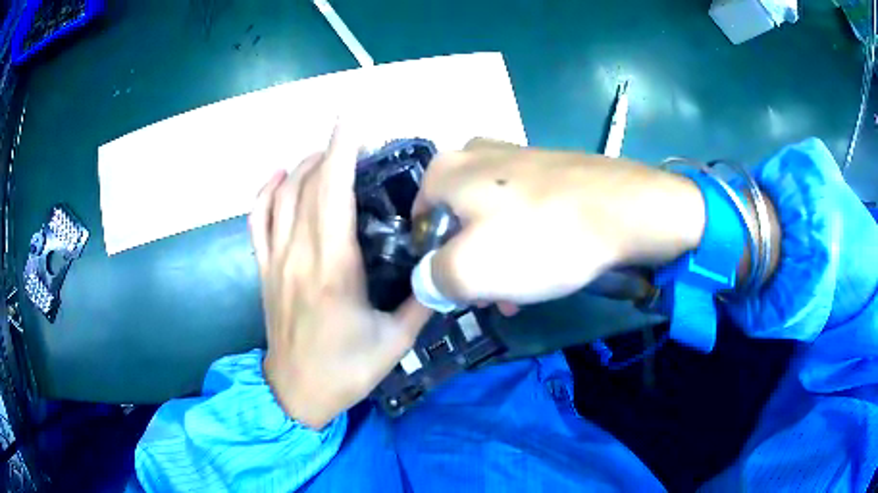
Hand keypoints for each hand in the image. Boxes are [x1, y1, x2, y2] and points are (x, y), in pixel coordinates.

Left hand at [249, 125, 429, 429]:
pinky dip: (266, 191)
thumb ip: (421, 300)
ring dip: (304, 166)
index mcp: (333, 269)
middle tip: (359, 142)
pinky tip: (281, 176)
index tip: (353, 118)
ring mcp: (275, 260)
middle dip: (332, 151)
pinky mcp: (263, 269)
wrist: (296, 394)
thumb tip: (442, 267)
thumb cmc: (347, 371)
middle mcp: (299, 255)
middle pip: (309, 185)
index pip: (333, 192)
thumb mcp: (397, 341)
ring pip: (282, 195)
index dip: (342, 149)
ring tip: (328, 156)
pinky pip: (256, 219)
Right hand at [413, 139, 706, 306]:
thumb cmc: (542, 237)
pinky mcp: (547, 168)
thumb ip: (432, 280)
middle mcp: (474, 154)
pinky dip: (526, 240)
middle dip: (471, 266)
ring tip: (524, 290)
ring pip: (490, 220)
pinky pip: (522, 210)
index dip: (435, 268)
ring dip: (500, 258)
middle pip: (456, 223)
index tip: (464, 294)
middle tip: (497, 297)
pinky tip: (547, 263)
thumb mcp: (470, 271)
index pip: (418, 228)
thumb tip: (428, 282)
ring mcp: (515, 157)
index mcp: (445, 169)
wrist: (625, 209)